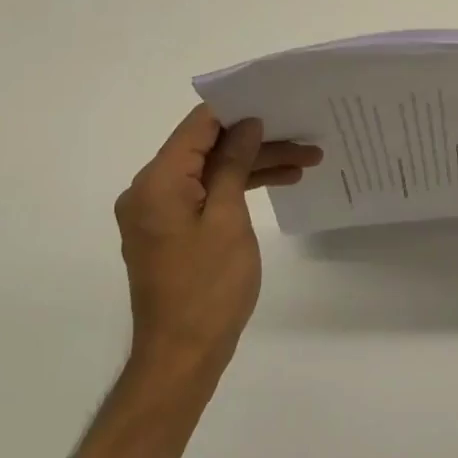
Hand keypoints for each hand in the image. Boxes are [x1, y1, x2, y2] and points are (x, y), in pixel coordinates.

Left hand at [113, 105, 321, 377]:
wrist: (182, 355)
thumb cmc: (208, 287)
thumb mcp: (228, 219)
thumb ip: (234, 165)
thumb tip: (246, 125)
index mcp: (157, 182)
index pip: (198, 126)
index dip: (238, 110)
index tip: (279, 102)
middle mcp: (150, 190)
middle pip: (208, 148)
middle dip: (257, 142)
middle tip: (307, 140)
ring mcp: (160, 212)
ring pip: (212, 171)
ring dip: (255, 165)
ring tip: (306, 162)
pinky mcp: (172, 230)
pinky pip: (207, 194)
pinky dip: (240, 187)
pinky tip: (279, 183)